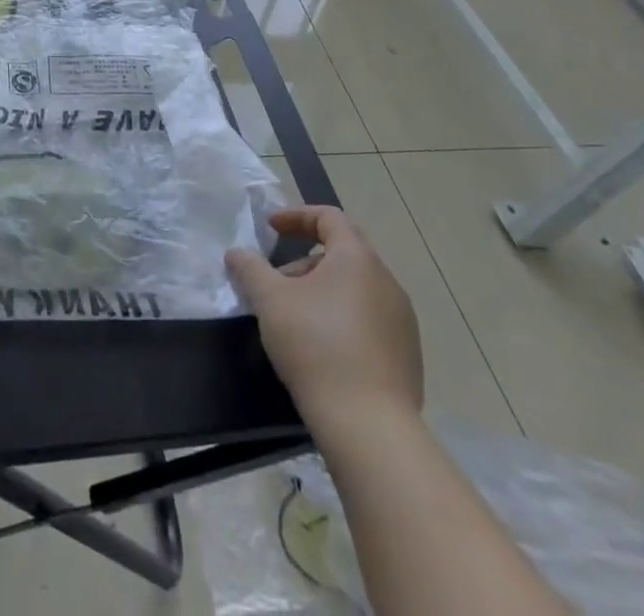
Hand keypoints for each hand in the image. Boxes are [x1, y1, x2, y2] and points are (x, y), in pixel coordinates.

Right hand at [225, 205, 422, 423]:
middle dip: (304, 260)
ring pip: (356, 288)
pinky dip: (343, 318)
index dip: (296, 216)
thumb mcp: (270, 301)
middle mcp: (386, 281)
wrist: (369, 426)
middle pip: (343, 253)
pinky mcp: (407, 355)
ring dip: (323, 290)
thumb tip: (236, 253)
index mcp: (357, 258)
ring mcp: (402, 320)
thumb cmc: (316, 346)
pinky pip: (370, 319)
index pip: (329, 217)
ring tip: (295, 317)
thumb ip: (250, 268)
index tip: (270, 229)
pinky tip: (323, 349)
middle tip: (276, 281)